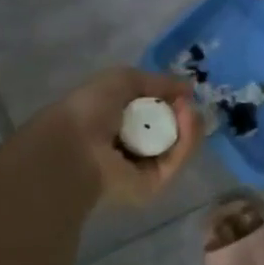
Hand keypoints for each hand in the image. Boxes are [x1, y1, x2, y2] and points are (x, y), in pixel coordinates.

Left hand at [41, 66, 201, 208]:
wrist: (74, 146)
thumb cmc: (90, 109)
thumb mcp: (124, 80)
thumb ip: (160, 82)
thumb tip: (189, 88)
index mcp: (120, 124)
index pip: (158, 114)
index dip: (173, 101)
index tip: (182, 93)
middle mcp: (133, 146)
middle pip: (174, 129)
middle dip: (185, 113)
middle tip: (185, 102)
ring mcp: (145, 167)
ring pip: (181, 145)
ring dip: (190, 124)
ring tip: (187, 109)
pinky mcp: (154, 184)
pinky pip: (178, 160)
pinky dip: (188, 139)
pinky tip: (187, 120)